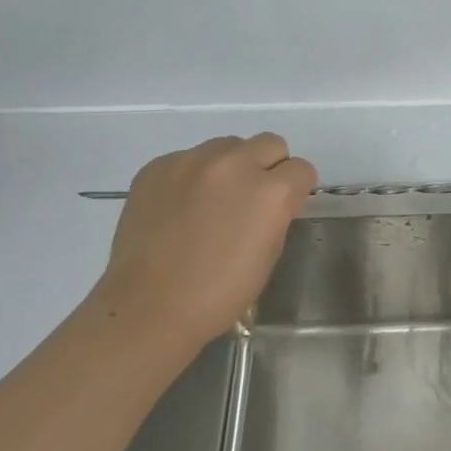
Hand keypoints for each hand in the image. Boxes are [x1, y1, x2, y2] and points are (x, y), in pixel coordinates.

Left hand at [95, 133, 316, 342]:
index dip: (296, 189)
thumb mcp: (269, 253)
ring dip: (231, 166)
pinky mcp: (157, 166)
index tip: (283, 207)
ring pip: (228, 146)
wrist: (148, 307)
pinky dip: (193, 176)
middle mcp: (234, 164)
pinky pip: (189, 158)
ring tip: (213, 201)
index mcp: (270, 191)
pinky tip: (181, 208)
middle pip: (270, 143)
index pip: (301, 169)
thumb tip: (271, 200)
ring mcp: (191, 161)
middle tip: (251, 199)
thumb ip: (277, 214)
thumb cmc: (220, 292)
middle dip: (269, 167)